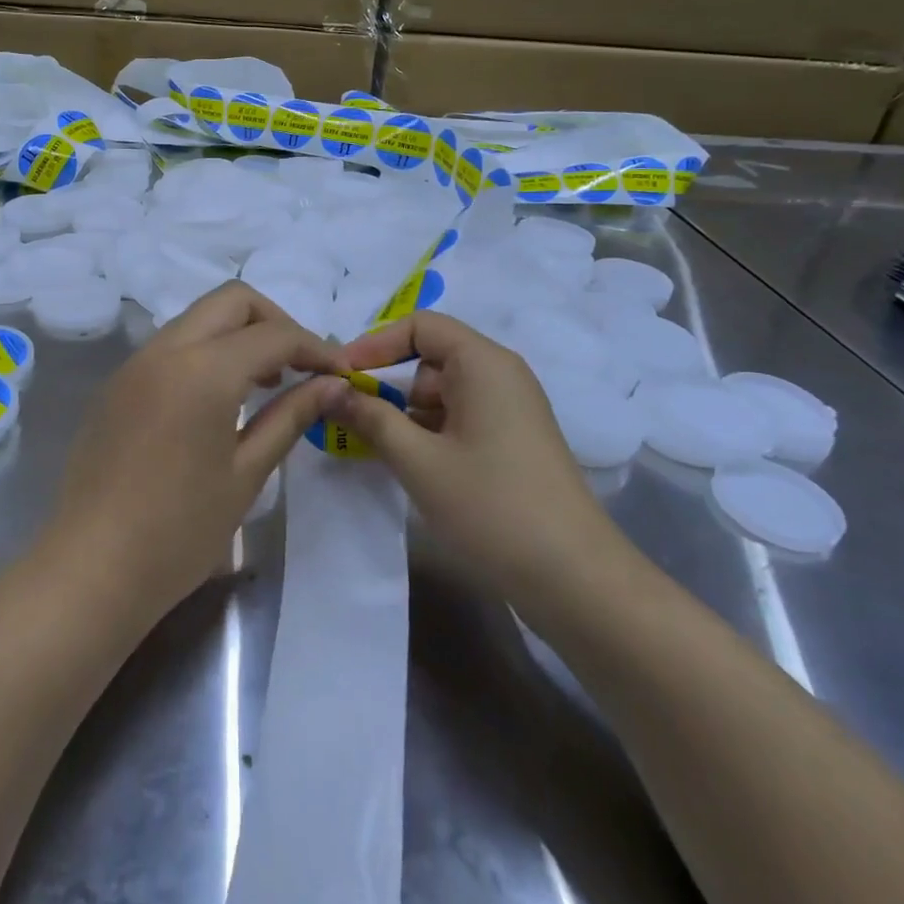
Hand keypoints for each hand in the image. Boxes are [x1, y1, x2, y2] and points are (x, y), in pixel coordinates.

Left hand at [41, 283, 345, 622]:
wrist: (91, 569)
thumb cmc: (179, 531)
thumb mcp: (246, 474)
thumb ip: (291, 416)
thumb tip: (333, 385)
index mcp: (203, 370)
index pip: (274, 334)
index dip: (316, 347)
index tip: (340, 373)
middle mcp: (165, 350)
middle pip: (231, 301)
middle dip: (275, 322)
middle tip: (300, 367)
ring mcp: (134, 363)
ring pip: (198, 318)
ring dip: (238, 334)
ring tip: (266, 382)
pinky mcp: (117, 384)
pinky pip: (171, 345)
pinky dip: (206, 352)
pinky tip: (219, 399)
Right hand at [335, 311, 622, 596]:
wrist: (573, 577)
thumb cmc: (490, 506)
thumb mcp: (418, 461)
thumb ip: (371, 418)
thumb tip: (331, 389)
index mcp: (483, 363)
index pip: (420, 325)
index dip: (375, 343)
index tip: (339, 375)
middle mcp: (500, 374)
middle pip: (430, 357)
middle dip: (387, 383)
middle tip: (347, 415)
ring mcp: (510, 408)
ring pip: (442, 391)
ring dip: (405, 412)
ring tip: (370, 444)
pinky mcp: (512, 439)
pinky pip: (459, 416)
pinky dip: (428, 430)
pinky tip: (407, 462)